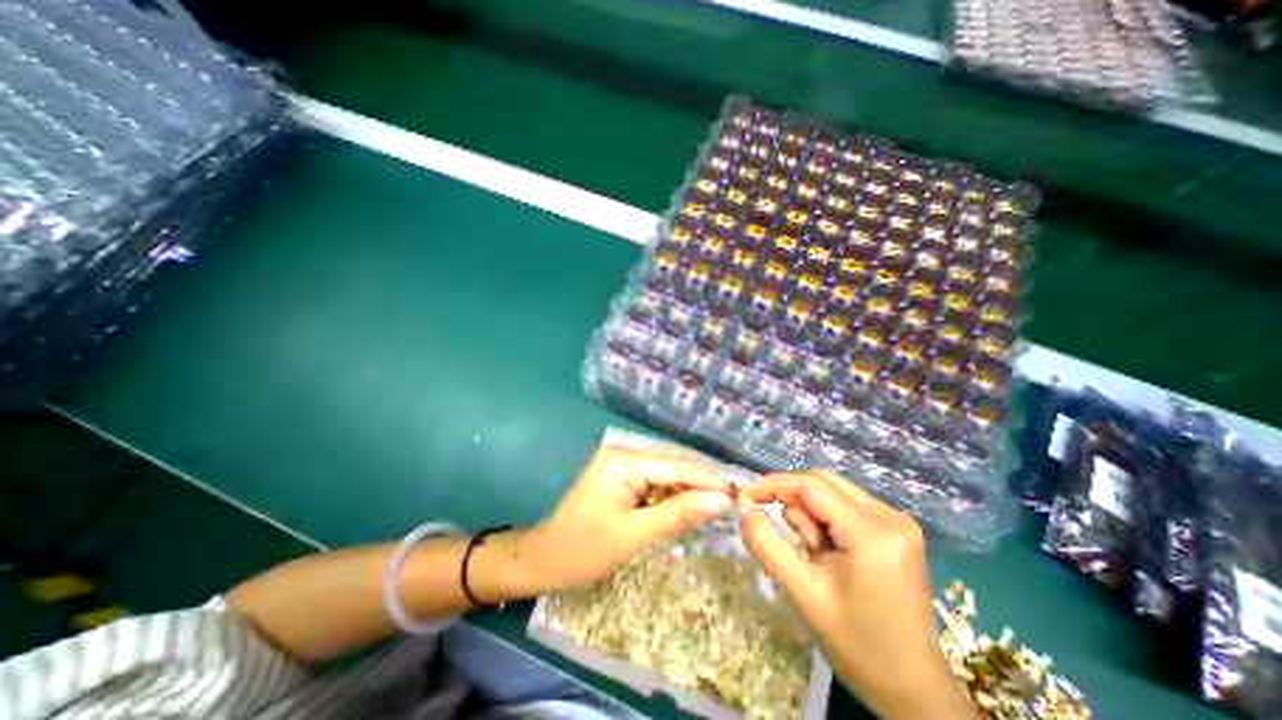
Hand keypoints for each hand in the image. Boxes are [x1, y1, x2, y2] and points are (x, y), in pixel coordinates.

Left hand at [517, 447, 729, 592]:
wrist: (542, 559)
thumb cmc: (584, 550)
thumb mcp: (634, 534)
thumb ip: (678, 514)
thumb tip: (721, 500)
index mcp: (623, 461)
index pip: (676, 466)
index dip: (708, 480)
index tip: (738, 496)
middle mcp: (622, 453)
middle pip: (672, 465)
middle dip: (699, 484)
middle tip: (729, 505)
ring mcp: (619, 463)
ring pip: (664, 473)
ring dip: (686, 490)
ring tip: (712, 509)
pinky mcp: (619, 476)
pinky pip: (652, 481)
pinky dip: (669, 495)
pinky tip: (684, 508)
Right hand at [743, 469, 973, 719]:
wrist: (914, 691)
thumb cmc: (858, 646)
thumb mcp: (802, 592)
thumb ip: (766, 543)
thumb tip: (743, 505)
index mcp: (873, 533)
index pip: (811, 485)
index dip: (772, 484)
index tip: (743, 496)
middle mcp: (890, 515)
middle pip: (823, 483)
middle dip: (792, 500)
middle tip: (778, 528)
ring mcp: (897, 521)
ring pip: (832, 493)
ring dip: (810, 515)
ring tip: (812, 555)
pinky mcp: (895, 530)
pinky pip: (845, 507)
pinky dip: (824, 521)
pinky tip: (826, 552)